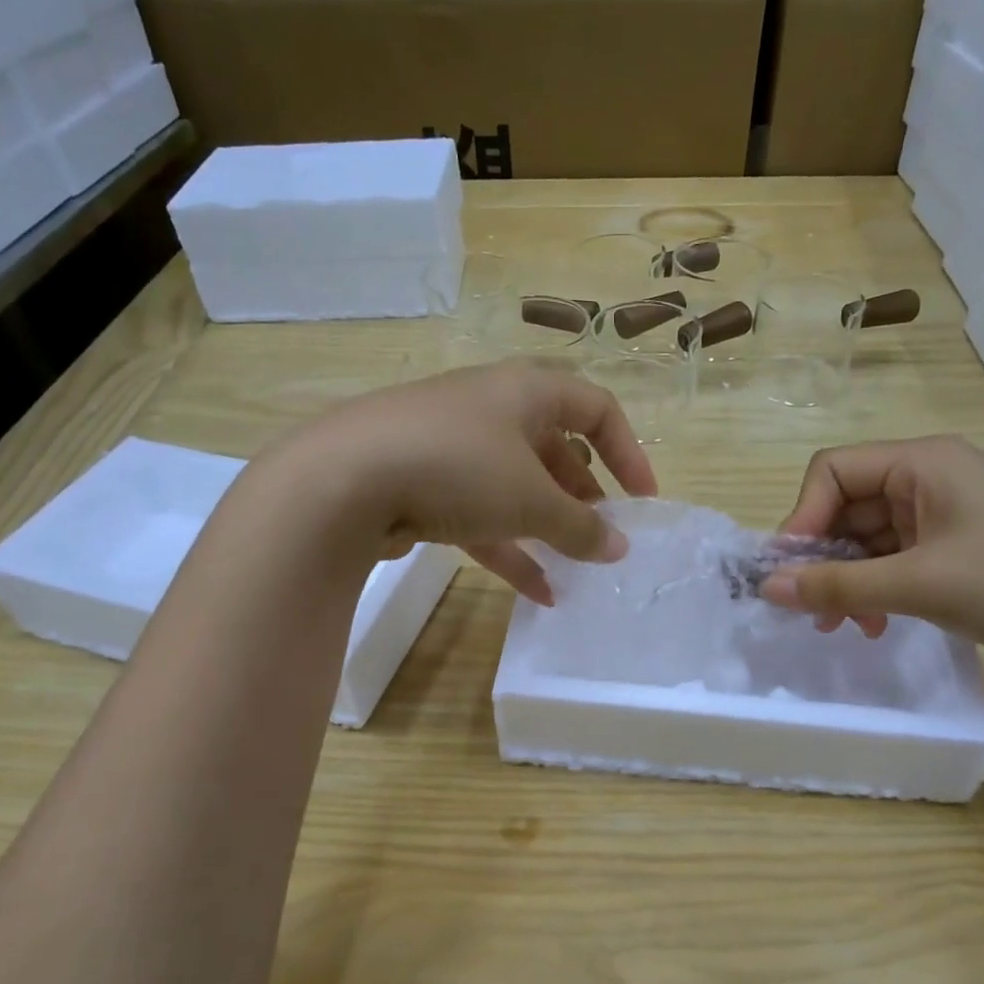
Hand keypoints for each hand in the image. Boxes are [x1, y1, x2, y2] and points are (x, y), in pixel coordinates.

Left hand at [292, 361, 657, 604]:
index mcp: (526, 391)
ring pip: (516, 485)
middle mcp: (491, 408)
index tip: (642, 501)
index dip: (629, 452)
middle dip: (583, 495)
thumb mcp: (531, 500)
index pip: (597, 408)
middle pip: (554, 448)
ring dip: (547, 526)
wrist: (341, 480)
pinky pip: (479, 512)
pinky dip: (509, 546)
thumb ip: (581, 526)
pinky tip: (536, 592)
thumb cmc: (458, 467)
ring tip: (575, 568)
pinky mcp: (421, 482)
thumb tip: (619, 548)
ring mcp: (452, 445)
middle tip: (601, 535)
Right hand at [762, 436, 983, 670]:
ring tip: (844, 626)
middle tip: (810, 610)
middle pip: (847, 506)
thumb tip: (767, 587)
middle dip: (823, 558)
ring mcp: (946, 514)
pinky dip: (877, 588)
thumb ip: (837, 585)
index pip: (832, 471)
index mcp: (921, 463)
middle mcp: (929, 479)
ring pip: (869, 538)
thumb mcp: (919, 584)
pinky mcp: (959, 548)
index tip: (792, 571)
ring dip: (848, 580)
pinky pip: (896, 559)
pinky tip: (877, 624)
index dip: (802, 517)